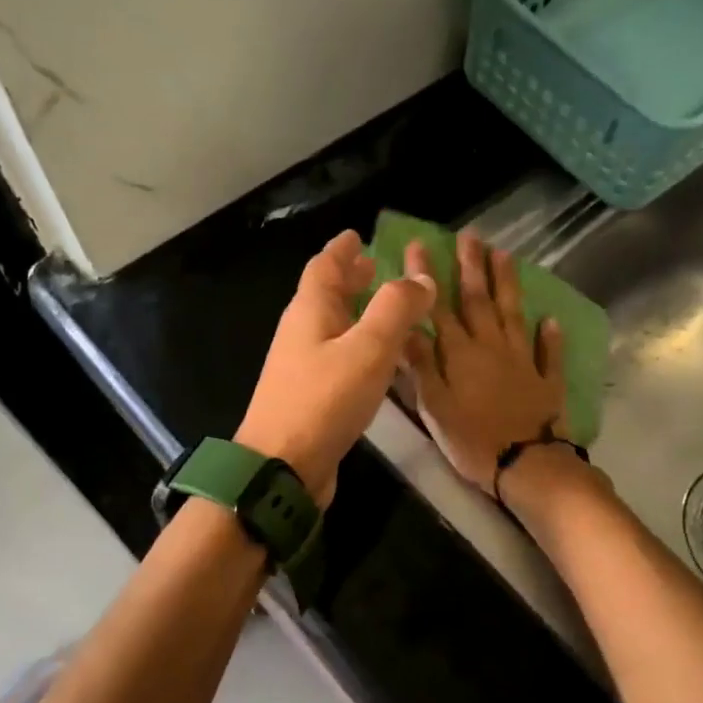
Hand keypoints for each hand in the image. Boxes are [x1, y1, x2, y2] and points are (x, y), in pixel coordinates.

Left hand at [235, 229, 435, 506]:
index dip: (342, 249)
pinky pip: (341, 357)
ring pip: (335, 327)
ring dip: (359, 313)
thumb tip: (420, 277)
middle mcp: (302, 333)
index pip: (324, 267)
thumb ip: (396, 309)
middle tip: (376, 267)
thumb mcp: (368, 348)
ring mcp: (304, 366)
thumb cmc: (324, 400)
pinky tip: (384, 362)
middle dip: (351, 279)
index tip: (358, 235)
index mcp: (310, 311)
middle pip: (326, 295)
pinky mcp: (313, 396)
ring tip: (390, 310)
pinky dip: (362, 347)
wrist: (282, 467)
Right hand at [402, 231, 567, 489]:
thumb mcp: (434, 406)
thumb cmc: (471, 439)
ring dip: (508, 284)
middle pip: (480, 300)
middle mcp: (491, 347)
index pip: (440, 308)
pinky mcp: (545, 380)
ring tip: (505, 255)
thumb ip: (422, 365)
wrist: (525, 465)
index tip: (421, 245)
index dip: (428, 277)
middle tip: (470, 236)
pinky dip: (549, 335)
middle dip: (472, 266)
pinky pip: (548, 352)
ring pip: (513, 314)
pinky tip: (550, 319)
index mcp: (460, 354)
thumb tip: (405, 327)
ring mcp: (522, 360)